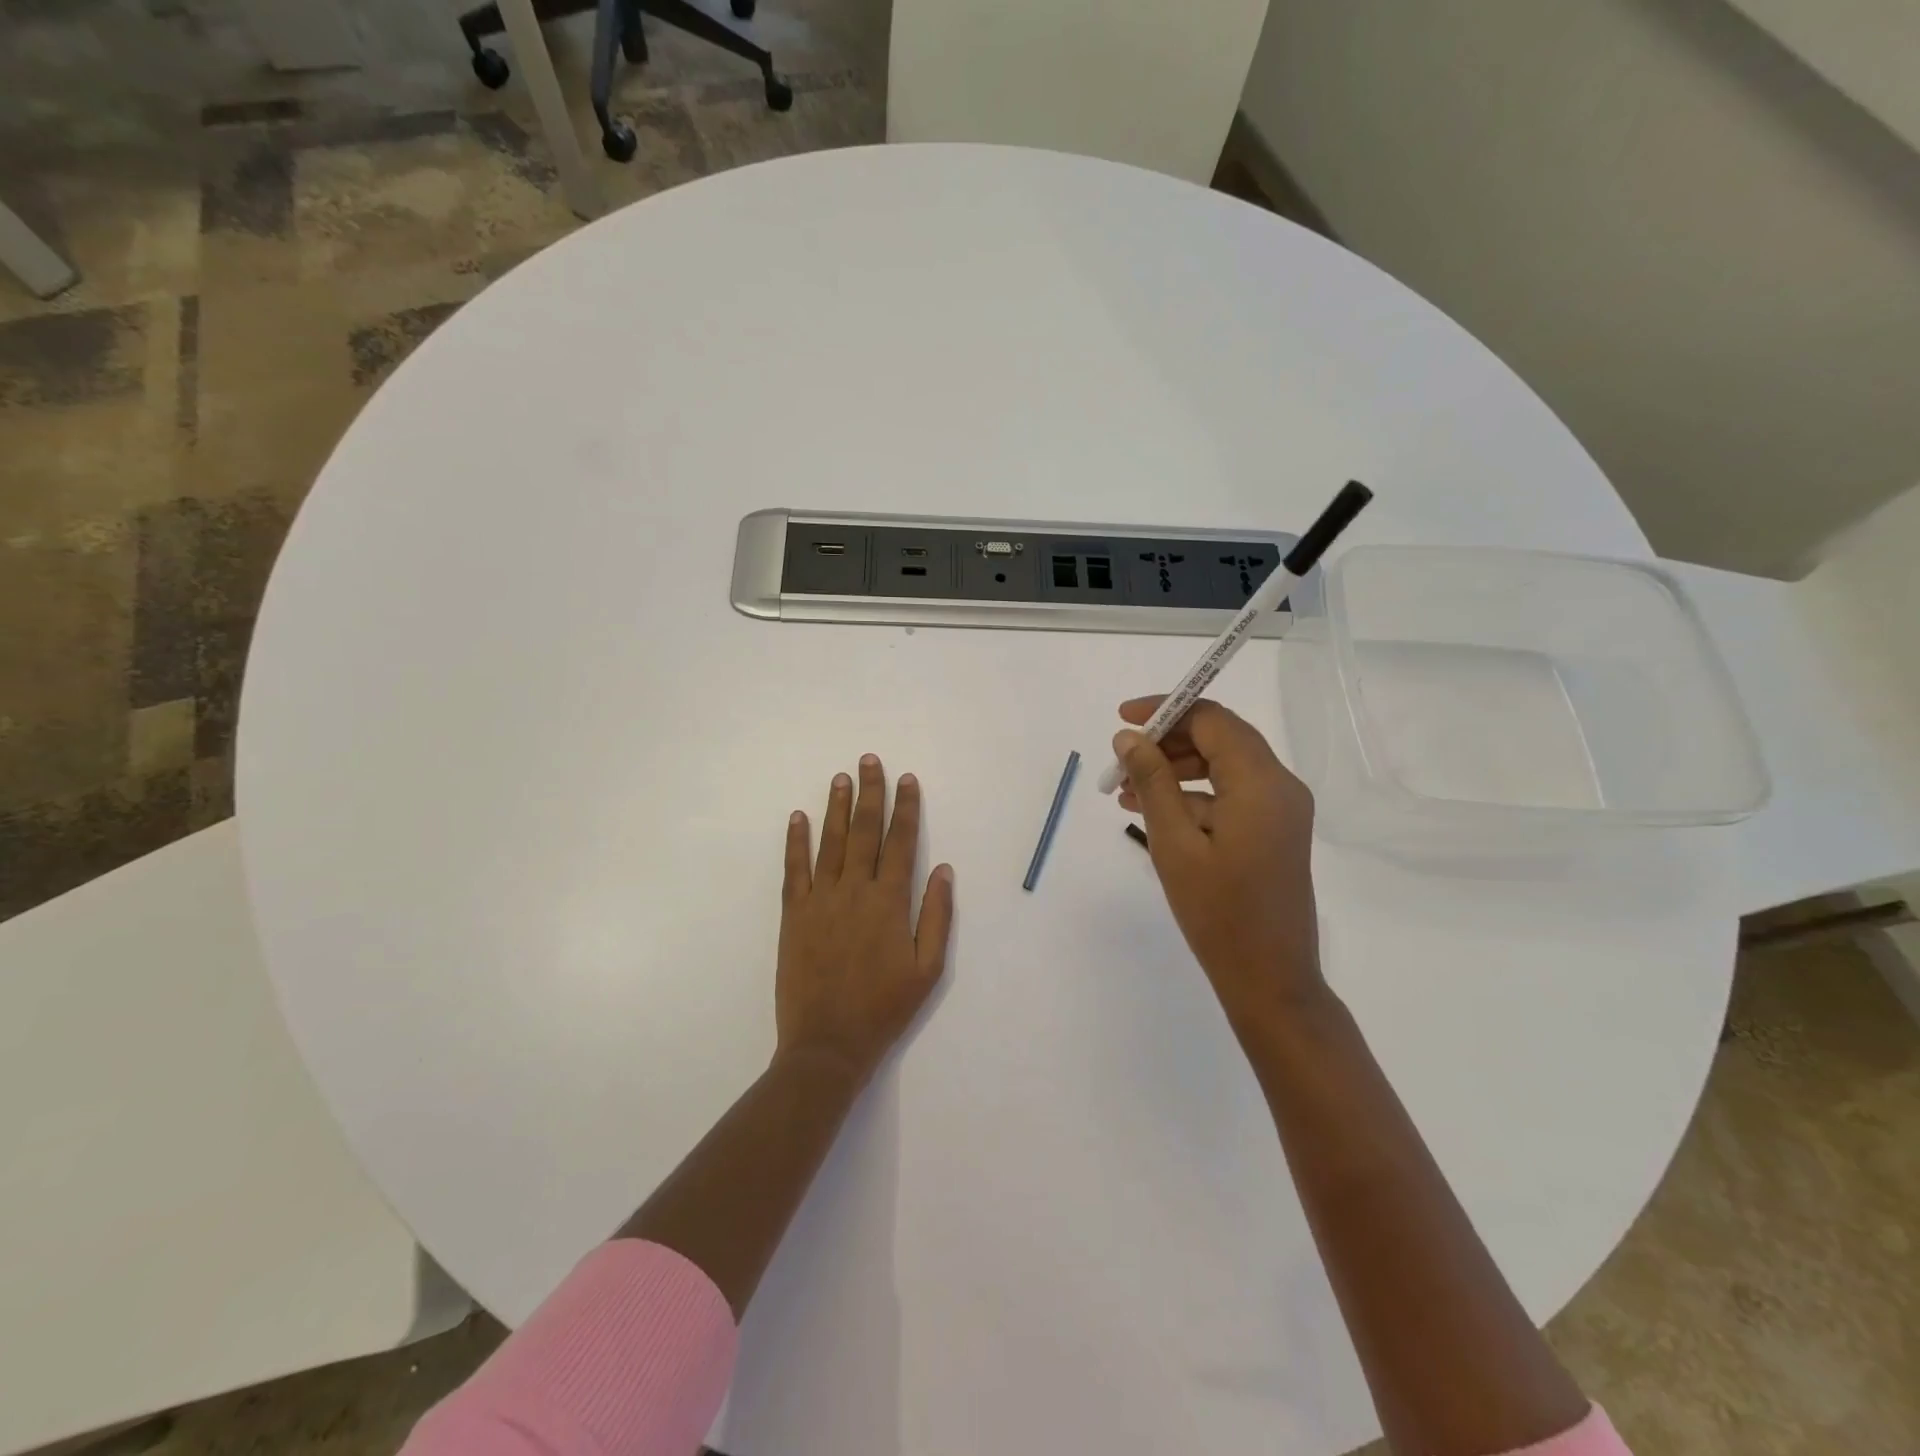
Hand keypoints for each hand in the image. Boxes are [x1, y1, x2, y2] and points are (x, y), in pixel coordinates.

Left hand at [777, 754, 954, 1084]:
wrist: (827, 1044)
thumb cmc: (884, 1008)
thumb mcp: (927, 969)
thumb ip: (936, 916)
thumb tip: (943, 869)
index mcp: (890, 902)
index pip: (901, 842)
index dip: (905, 808)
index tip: (907, 780)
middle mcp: (855, 891)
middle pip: (864, 831)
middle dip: (869, 793)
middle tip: (869, 760)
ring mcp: (820, 900)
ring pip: (830, 842)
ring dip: (836, 807)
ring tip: (840, 777)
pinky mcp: (793, 915)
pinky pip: (794, 869)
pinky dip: (796, 841)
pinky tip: (798, 818)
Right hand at [1114, 698, 1325, 1031]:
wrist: (1270, 980)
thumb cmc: (1218, 914)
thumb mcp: (1173, 844)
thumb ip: (1152, 782)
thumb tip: (1128, 737)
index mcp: (1261, 782)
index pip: (1212, 719)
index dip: (1166, 710)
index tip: (1122, 719)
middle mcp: (1280, 785)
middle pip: (1221, 737)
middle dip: (1168, 741)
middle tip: (1121, 758)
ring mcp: (1282, 809)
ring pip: (1224, 765)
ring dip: (1177, 768)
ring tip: (1126, 789)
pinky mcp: (1275, 830)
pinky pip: (1232, 794)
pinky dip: (1194, 794)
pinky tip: (1153, 812)